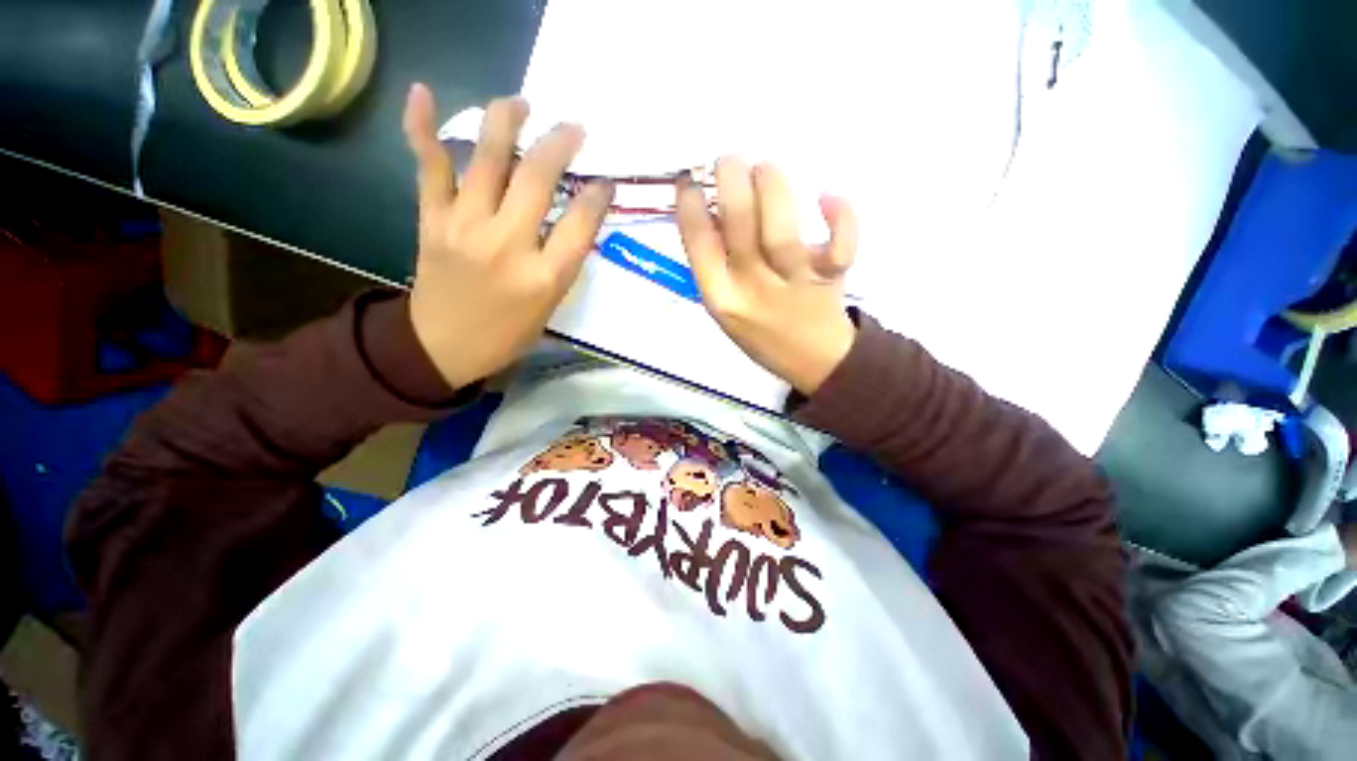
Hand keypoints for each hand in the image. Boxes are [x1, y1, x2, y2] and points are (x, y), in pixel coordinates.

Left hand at [401, 84, 612, 388]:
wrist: (442, 346)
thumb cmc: (508, 333)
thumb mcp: (551, 306)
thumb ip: (563, 262)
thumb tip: (575, 220)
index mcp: (544, 277)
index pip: (580, 223)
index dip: (597, 196)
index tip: (605, 182)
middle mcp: (508, 245)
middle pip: (536, 179)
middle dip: (560, 145)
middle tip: (574, 129)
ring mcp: (465, 227)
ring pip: (486, 159)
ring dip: (506, 121)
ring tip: (521, 103)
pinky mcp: (433, 220)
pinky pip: (428, 167)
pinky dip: (422, 127)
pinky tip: (424, 93)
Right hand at [675, 158, 857, 395]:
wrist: (811, 360)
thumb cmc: (762, 333)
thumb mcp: (727, 307)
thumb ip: (717, 267)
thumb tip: (712, 209)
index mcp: (722, 298)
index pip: (699, 245)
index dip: (690, 206)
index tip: (688, 180)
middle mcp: (753, 290)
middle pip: (739, 227)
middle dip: (730, 182)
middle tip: (728, 161)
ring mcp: (793, 284)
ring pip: (782, 230)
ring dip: (772, 187)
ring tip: (763, 168)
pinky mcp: (830, 278)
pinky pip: (839, 246)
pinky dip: (841, 216)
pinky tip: (827, 195)